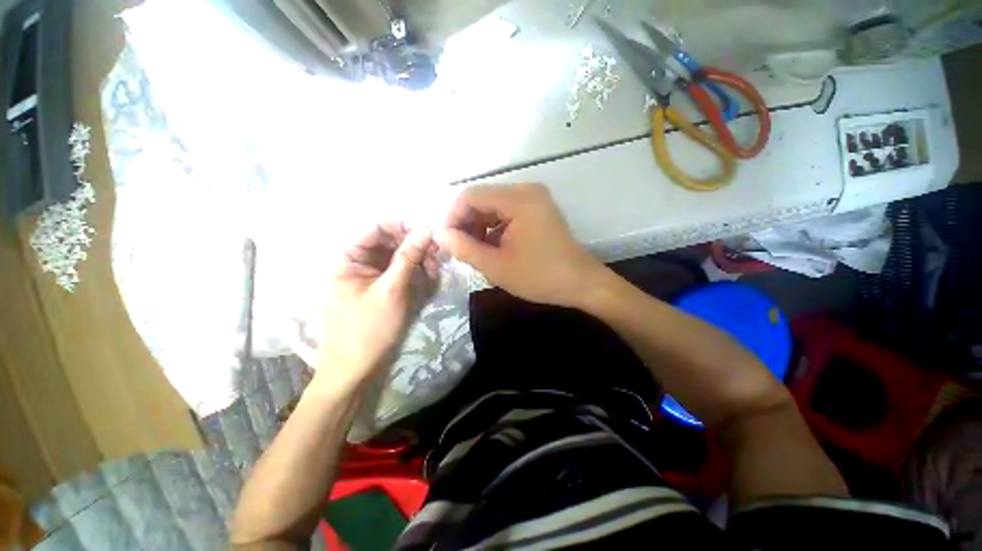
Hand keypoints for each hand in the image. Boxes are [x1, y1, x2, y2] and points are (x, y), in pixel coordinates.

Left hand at [315, 223, 438, 392]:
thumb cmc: (368, 329)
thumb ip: (408, 257)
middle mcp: (357, 263)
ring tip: (434, 272)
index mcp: (348, 258)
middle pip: (389, 242)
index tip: (427, 234)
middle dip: (414, 247)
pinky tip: (427, 280)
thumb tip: (426, 229)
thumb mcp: (391, 290)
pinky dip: (414, 274)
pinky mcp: (381, 289)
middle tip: (436, 255)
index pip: (375, 228)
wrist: (356, 370)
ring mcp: (370, 277)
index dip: (402, 227)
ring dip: (418, 261)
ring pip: (397, 258)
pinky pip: (399, 273)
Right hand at [437, 184, 606, 308]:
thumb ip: (464, 248)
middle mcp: (526, 190)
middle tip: (459, 249)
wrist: (580, 283)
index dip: (452, 217)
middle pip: (481, 198)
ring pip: (491, 205)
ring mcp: (533, 199)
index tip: (445, 241)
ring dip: (478, 226)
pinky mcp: (536, 209)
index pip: (470, 196)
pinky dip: (492, 227)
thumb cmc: (540, 277)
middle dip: (465, 222)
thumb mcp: (497, 267)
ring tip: (475, 251)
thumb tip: (440, 235)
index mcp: (518, 200)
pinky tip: (491, 247)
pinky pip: (505, 211)